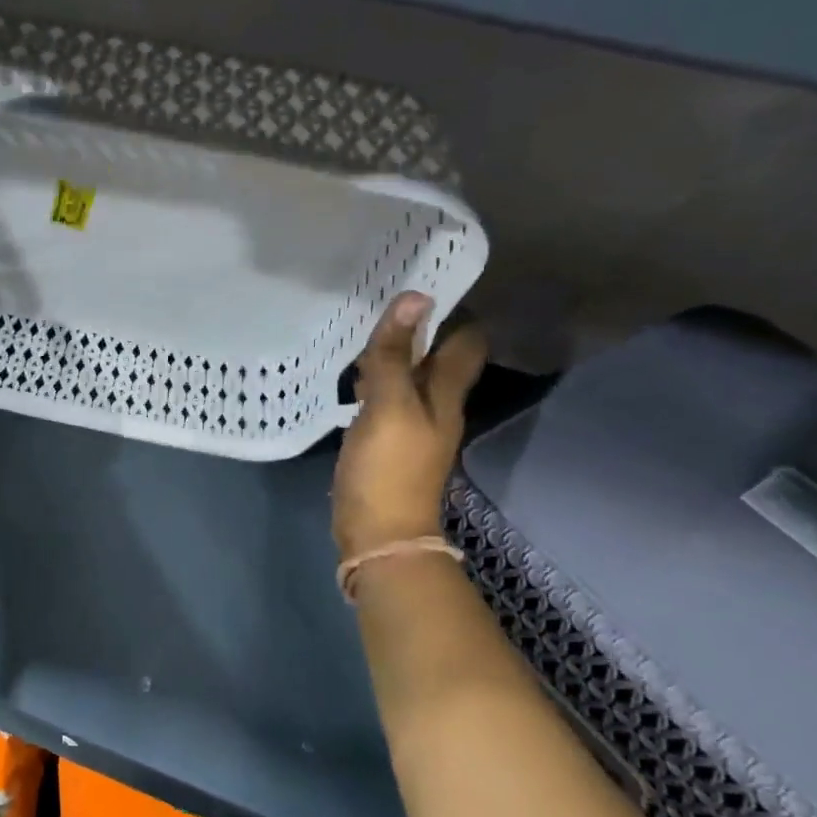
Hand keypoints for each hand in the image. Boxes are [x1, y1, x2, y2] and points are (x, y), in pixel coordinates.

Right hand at [332, 292, 486, 556]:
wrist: (378, 533)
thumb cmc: (388, 468)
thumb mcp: (388, 406)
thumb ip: (396, 355)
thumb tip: (414, 298)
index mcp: (446, 395)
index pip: (466, 341)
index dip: (453, 312)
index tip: (421, 283)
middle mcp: (436, 406)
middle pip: (437, 357)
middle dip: (417, 328)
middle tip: (382, 298)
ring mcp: (411, 425)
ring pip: (409, 377)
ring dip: (393, 354)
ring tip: (362, 329)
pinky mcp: (387, 441)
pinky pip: (386, 399)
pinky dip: (374, 382)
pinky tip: (351, 377)